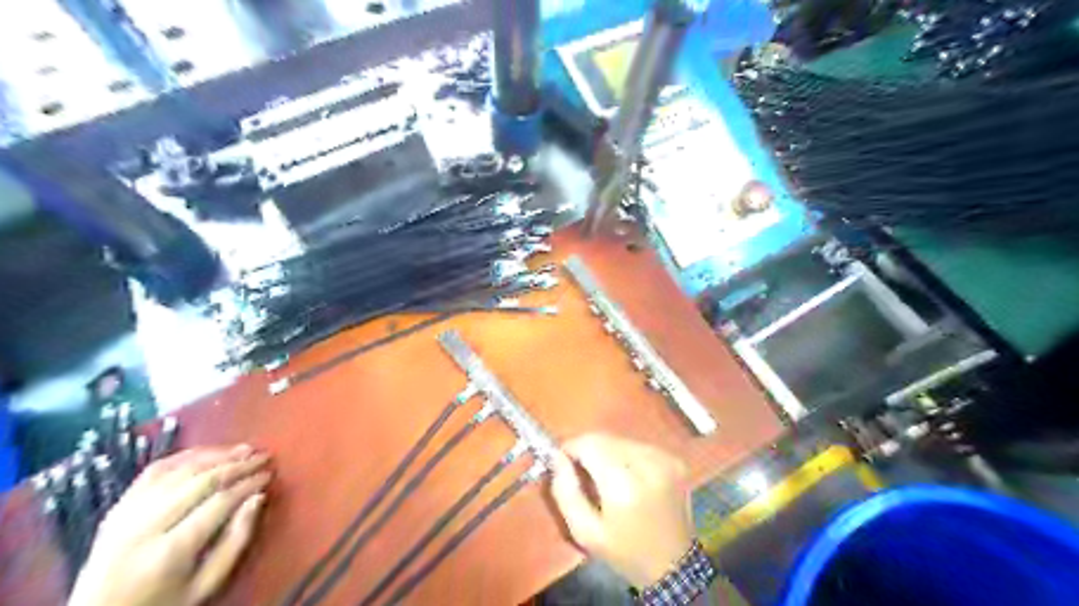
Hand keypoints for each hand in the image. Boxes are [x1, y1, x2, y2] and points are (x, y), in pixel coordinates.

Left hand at [69, 444, 273, 605]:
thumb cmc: (164, 604)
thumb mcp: (207, 584)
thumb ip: (236, 541)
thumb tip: (258, 497)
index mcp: (169, 552)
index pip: (219, 503)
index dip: (248, 484)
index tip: (269, 474)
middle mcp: (144, 528)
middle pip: (199, 482)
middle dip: (237, 465)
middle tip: (264, 456)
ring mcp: (125, 515)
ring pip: (178, 471)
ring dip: (215, 455)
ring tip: (243, 449)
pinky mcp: (117, 508)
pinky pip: (153, 471)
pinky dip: (184, 456)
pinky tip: (207, 452)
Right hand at [549, 433, 689, 589]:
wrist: (675, 567)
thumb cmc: (624, 553)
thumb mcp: (585, 533)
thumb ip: (565, 492)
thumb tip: (557, 457)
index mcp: (624, 485)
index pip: (590, 444)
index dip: (572, 447)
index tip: (563, 460)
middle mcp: (647, 464)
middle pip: (606, 439)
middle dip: (588, 450)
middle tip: (582, 472)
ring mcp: (665, 460)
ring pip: (621, 440)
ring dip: (607, 452)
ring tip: (606, 478)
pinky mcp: (674, 460)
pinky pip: (639, 446)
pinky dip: (627, 456)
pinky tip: (629, 479)